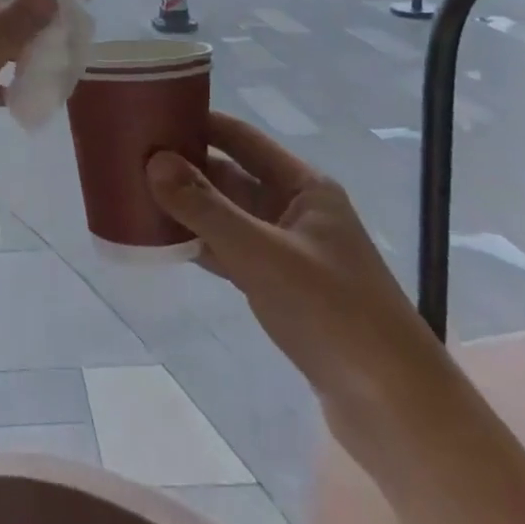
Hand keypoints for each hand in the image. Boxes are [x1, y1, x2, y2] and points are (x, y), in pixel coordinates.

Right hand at [146, 113, 449, 450]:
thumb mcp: (263, 255)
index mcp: (303, 187)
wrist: (396, 410)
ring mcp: (286, 250)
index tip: (150, 113)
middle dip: (183, 166)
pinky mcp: (279, 287)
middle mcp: (294, 209)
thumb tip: (153, 161)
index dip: (198, 121)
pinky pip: (228, 251)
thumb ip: (206, 208)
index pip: (241, 138)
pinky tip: (161, 243)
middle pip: (229, 175)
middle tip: (129, 158)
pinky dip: (197, 244)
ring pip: (225, 214)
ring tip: (134, 194)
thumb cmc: (334, 315)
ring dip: (186, 207)